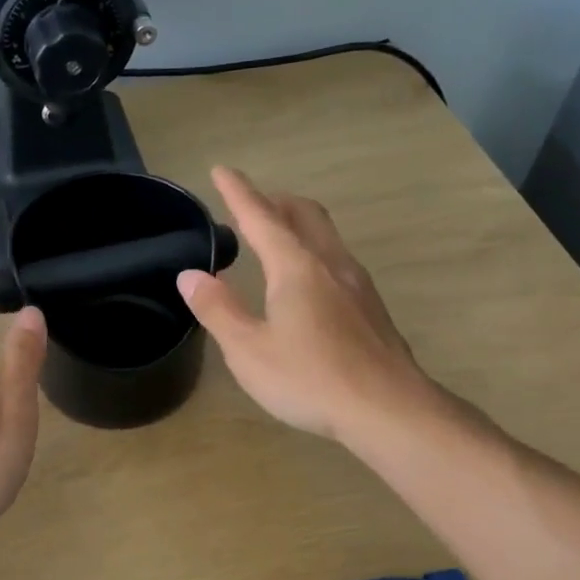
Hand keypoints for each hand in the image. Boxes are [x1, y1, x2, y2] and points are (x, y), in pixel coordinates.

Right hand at [178, 167, 436, 442]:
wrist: (389, 409)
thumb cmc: (310, 378)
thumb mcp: (248, 350)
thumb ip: (218, 309)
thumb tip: (191, 275)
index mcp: (296, 267)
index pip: (261, 217)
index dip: (238, 193)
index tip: (222, 170)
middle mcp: (330, 264)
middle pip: (304, 214)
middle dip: (275, 201)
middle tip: (251, 205)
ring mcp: (358, 284)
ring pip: (326, 235)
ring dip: (298, 225)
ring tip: (275, 239)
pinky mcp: (371, 308)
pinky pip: (337, 261)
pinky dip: (313, 252)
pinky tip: (307, 284)